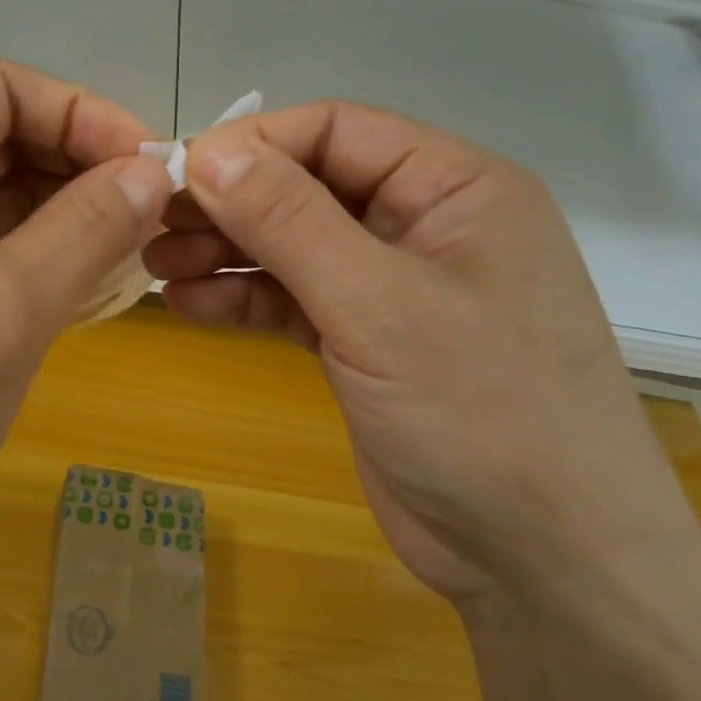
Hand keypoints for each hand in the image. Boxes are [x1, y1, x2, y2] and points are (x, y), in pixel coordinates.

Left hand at [0, 60, 173, 565]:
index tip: (150, 165)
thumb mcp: (7, 306)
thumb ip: (88, 226)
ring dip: (66, 209)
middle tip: (151, 209)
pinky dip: (40, 250)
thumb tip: (154, 172)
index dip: (81, 113)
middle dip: (78, 163)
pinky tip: (88, 277)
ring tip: (132, 245)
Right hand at [145, 102, 700, 606]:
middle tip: (152, 223)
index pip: (336, 130)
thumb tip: (207, 151)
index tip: (178, 172)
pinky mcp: (365, 340)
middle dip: (229, 203)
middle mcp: (424, 223)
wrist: (548, 569)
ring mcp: (392, 285)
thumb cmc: (483, 414)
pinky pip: (293, 297)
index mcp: (454, 187)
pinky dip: (242, 296)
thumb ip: (288, 220)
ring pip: (292, 244)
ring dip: (225, 250)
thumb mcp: (377, 305)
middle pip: (306, 186)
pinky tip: (188, 303)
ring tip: (154, 265)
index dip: (253, 144)